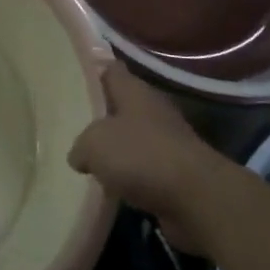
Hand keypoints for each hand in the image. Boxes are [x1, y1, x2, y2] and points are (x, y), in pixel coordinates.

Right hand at [68, 66, 211, 253]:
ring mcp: (168, 143)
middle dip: (101, 115)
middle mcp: (153, 111)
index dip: (93, 70)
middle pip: (122, 106)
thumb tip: (80, 155)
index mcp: (135, 92)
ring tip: (87, 160)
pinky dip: (130, 178)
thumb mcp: (93, 144)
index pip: (111, 69)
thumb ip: (80, 146)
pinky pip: (144, 171)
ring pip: (133, 140)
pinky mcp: (176, 175)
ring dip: (116, 151)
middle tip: (71, 123)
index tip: (71, 75)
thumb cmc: (141, 156)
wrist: (198, 200)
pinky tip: (110, 187)